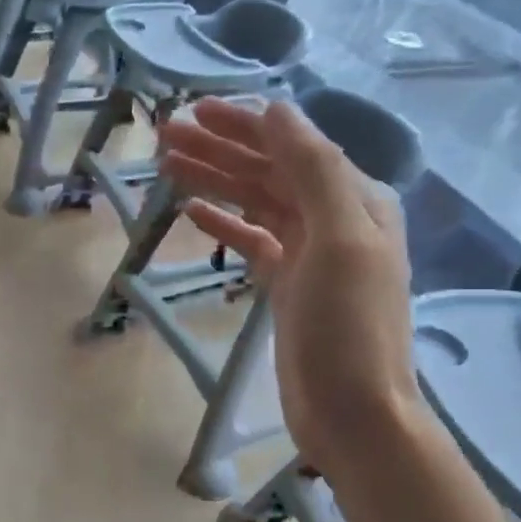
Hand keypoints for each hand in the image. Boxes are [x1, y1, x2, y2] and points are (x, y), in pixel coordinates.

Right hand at [160, 97, 421, 469]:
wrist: (353, 412)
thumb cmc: (348, 327)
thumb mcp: (341, 239)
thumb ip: (313, 170)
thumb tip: (275, 110)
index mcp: (355, 199)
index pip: (292, 146)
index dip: (243, 125)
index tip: (194, 111)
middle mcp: (335, 217)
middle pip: (269, 170)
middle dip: (219, 149)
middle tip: (165, 134)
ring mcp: (310, 253)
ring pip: (256, 202)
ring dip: (214, 180)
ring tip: (167, 164)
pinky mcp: (288, 285)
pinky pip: (252, 240)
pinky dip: (224, 222)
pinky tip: (192, 212)